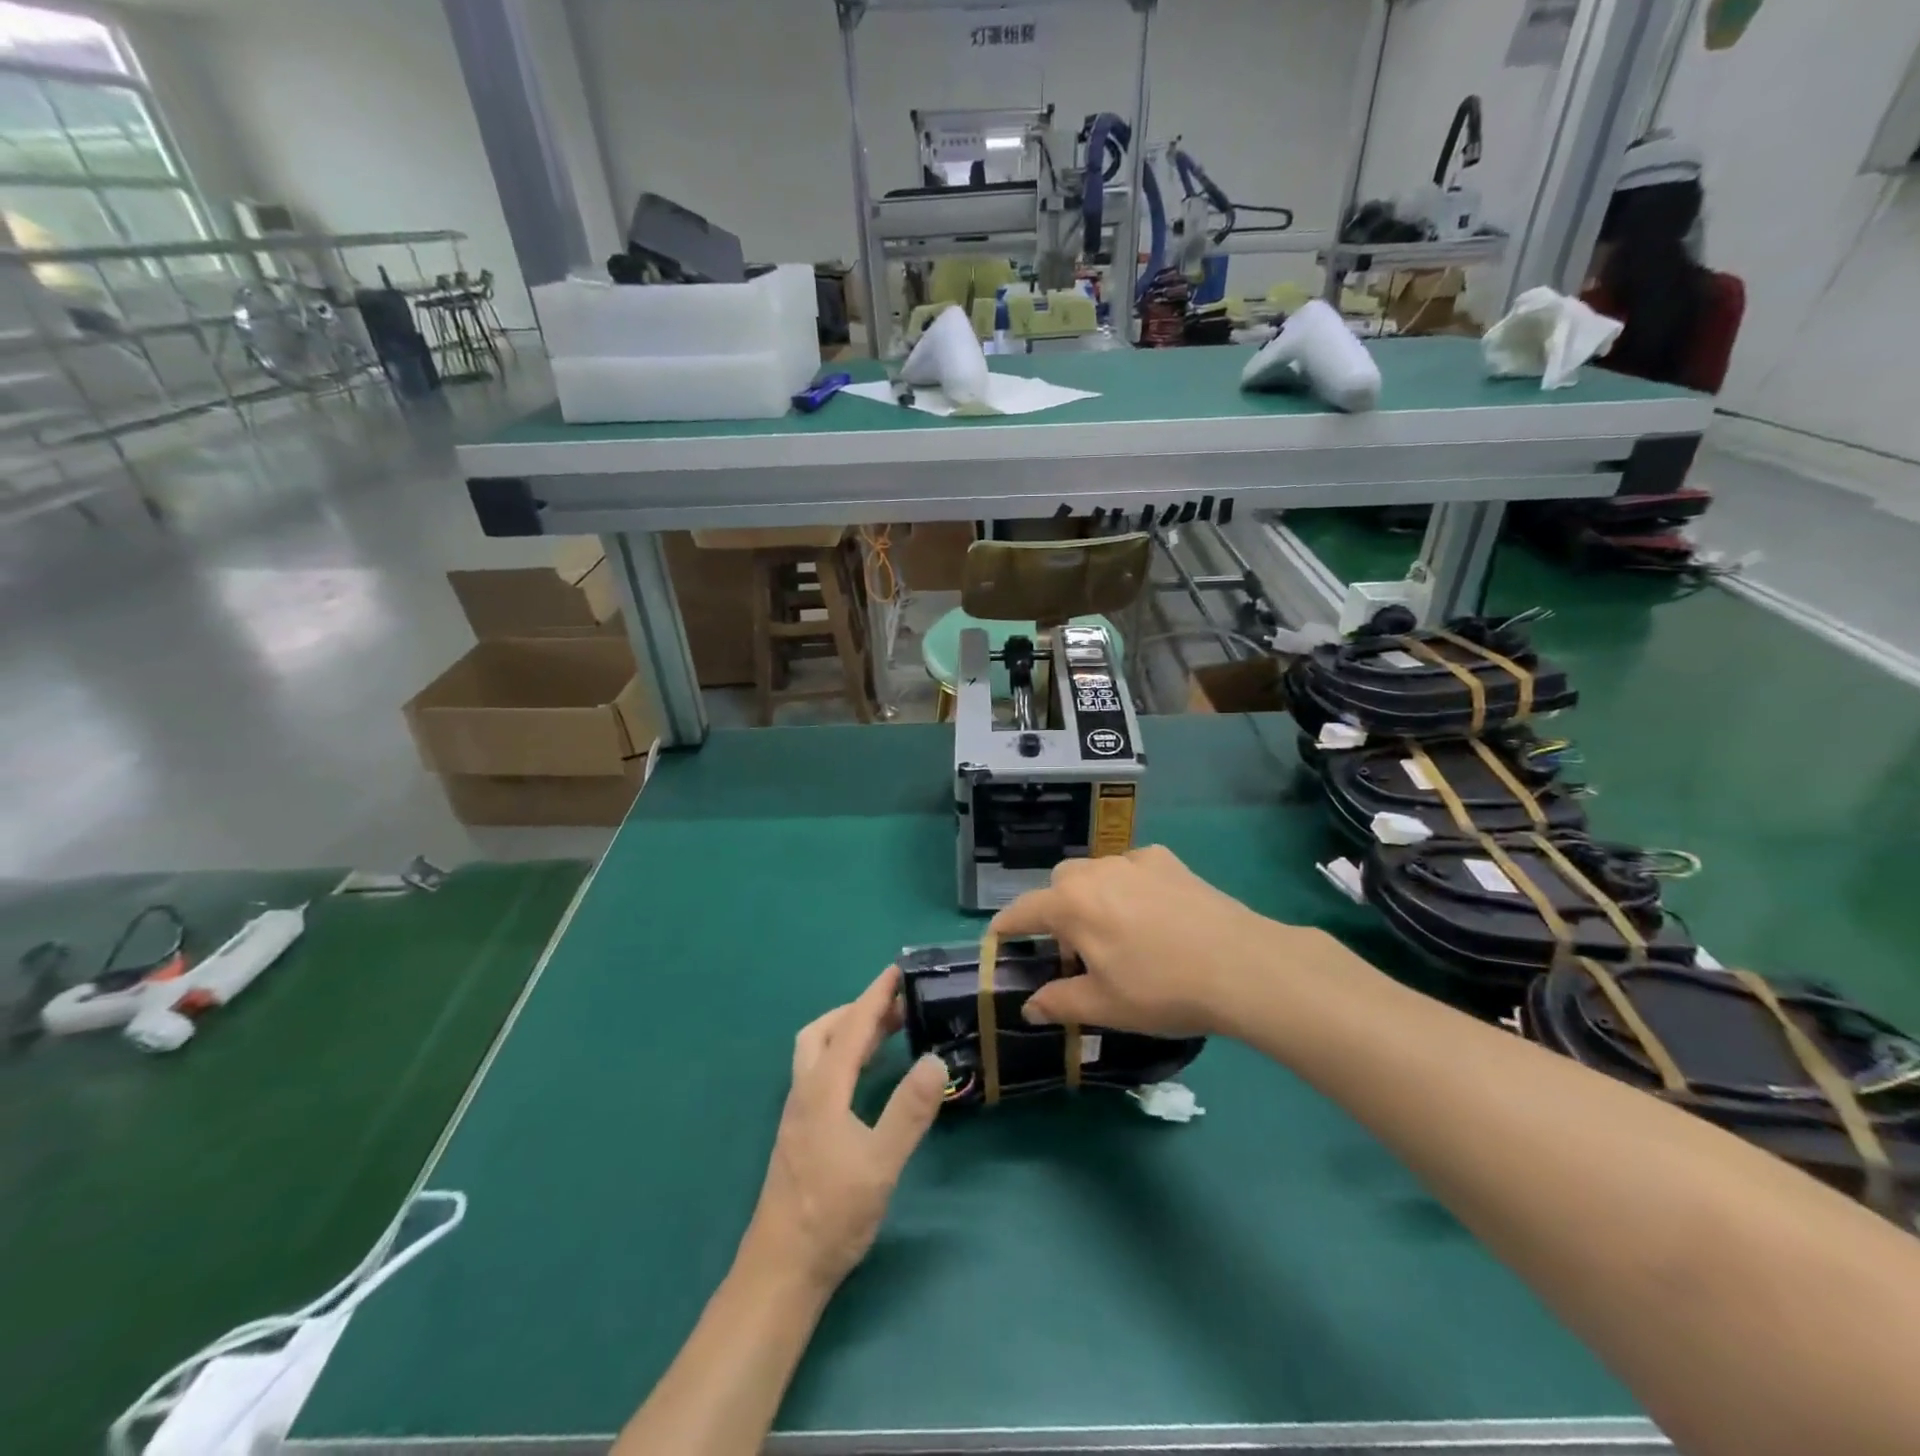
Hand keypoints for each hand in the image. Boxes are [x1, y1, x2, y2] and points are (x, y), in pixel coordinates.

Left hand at [744, 966, 946, 1293]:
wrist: (782, 1270)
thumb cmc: (832, 1214)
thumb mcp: (880, 1163)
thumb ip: (908, 1111)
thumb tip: (935, 1059)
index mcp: (822, 1090)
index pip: (851, 1028)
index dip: (875, 996)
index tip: (897, 971)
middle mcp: (805, 1092)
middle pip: (824, 1032)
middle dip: (858, 1010)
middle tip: (896, 1006)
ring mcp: (798, 1113)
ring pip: (816, 1052)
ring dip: (848, 1032)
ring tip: (885, 1033)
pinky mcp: (800, 1133)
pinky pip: (820, 1073)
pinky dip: (843, 1056)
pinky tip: (863, 1077)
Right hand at [990, 845, 1295, 1038]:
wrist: (1241, 966)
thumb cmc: (1162, 990)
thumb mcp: (1105, 1007)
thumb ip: (1059, 1003)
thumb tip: (1029, 1008)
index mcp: (1071, 905)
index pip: (1023, 910)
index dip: (1006, 926)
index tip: (998, 937)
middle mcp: (1096, 872)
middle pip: (1059, 884)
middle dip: (1054, 910)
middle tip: (1072, 948)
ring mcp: (1134, 861)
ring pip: (1096, 872)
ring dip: (1092, 896)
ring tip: (1114, 930)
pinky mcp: (1169, 861)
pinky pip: (1132, 868)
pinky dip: (1128, 885)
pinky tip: (1151, 912)